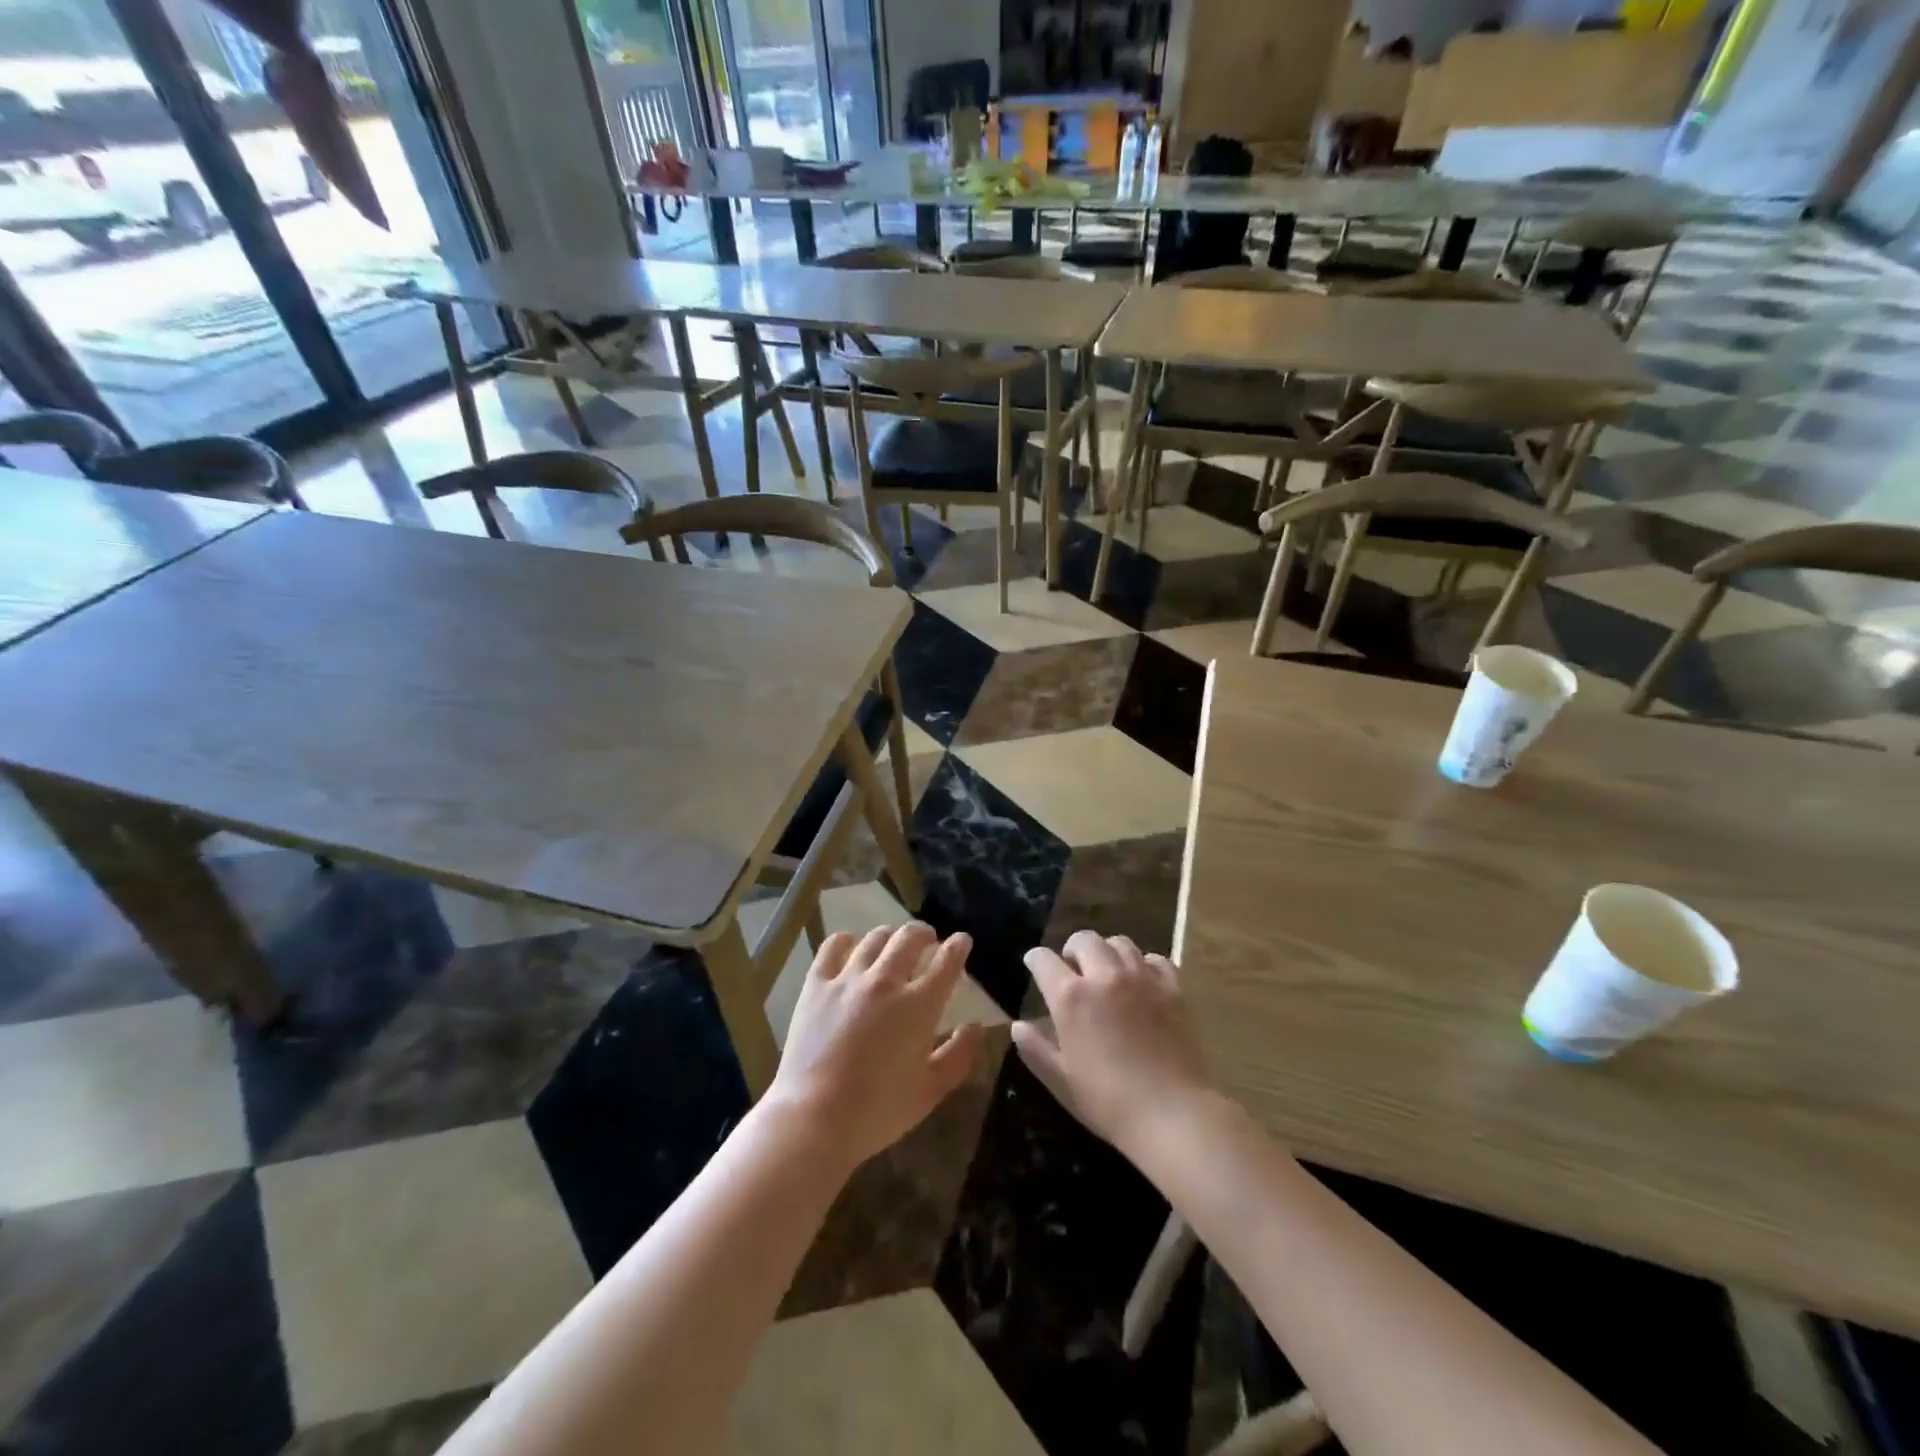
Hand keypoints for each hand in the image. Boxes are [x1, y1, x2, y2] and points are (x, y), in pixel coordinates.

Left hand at [766, 923, 983, 1171]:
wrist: (814, 1119)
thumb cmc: (878, 1111)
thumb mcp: (930, 1091)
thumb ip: (958, 1055)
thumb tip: (976, 1026)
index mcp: (918, 1006)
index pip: (946, 961)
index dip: (958, 946)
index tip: (962, 941)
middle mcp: (886, 982)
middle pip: (910, 938)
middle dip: (925, 933)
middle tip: (929, 940)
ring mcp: (848, 979)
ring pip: (875, 938)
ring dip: (890, 936)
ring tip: (892, 944)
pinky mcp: (816, 985)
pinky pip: (833, 946)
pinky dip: (847, 940)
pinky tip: (852, 946)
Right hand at [1012, 931, 1215, 1156]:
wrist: (1172, 1114)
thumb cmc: (1108, 1102)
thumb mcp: (1061, 1081)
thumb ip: (1035, 1049)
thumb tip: (1018, 1026)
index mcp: (1071, 997)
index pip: (1044, 960)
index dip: (1035, 959)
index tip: (1034, 964)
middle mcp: (1104, 976)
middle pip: (1084, 939)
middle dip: (1072, 948)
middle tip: (1073, 967)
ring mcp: (1141, 978)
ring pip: (1120, 943)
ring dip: (1107, 952)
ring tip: (1107, 971)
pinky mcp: (1172, 988)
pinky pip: (1155, 959)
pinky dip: (1143, 964)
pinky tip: (1142, 981)